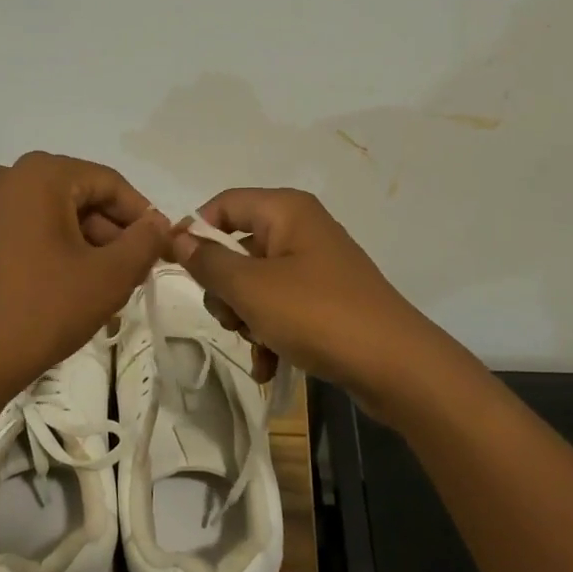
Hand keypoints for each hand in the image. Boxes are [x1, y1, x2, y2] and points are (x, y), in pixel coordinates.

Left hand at [0, 153, 169, 408]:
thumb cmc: (41, 311)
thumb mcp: (109, 277)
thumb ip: (144, 242)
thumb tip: (158, 223)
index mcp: (39, 175)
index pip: (107, 183)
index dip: (140, 214)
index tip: (157, 247)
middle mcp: (1, 178)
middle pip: (73, 195)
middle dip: (106, 231)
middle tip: (129, 270)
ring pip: (42, 215)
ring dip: (75, 241)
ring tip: (95, 283)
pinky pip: (12, 232)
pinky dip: (39, 249)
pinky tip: (51, 287)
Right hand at [169, 188, 446, 410]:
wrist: (396, 366)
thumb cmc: (317, 314)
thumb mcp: (251, 288)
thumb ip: (208, 261)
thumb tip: (176, 235)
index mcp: (286, 210)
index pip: (224, 204)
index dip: (196, 232)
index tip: (177, 267)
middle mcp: (301, 229)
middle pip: (238, 247)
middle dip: (225, 289)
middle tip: (232, 315)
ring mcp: (316, 266)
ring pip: (256, 283)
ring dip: (246, 318)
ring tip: (258, 345)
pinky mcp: (326, 300)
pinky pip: (281, 308)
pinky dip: (270, 334)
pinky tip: (268, 366)